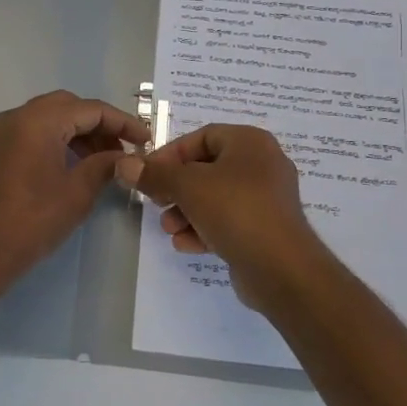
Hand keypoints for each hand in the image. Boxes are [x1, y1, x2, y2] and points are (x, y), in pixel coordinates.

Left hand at [0, 91, 150, 292]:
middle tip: (122, 148)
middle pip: (68, 106)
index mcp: (37, 121)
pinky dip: (55, 140)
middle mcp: (16, 117)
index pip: (90, 109)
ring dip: (77, 132)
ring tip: (101, 160)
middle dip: (98, 124)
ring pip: (48, 118)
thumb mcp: (77, 193)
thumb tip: (124, 156)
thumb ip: (104, 165)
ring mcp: (0, 133)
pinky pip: (31, 132)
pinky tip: (71, 165)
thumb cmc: (32, 221)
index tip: (145, 140)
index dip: (122, 122)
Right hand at [114, 124, 328, 309]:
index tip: (148, 174)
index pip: (202, 136)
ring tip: (169, 230)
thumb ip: (154, 175)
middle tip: (156, 202)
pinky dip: (205, 228)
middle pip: (207, 169)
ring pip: (216, 197)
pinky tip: (186, 245)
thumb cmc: (236, 211)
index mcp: (250, 142)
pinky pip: (229, 221)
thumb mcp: (188, 187)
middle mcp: (262, 164)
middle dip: (176, 188)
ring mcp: (267, 198)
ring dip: (186, 212)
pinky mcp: (266, 228)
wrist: (282, 269)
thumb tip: (124, 164)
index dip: (171, 154)